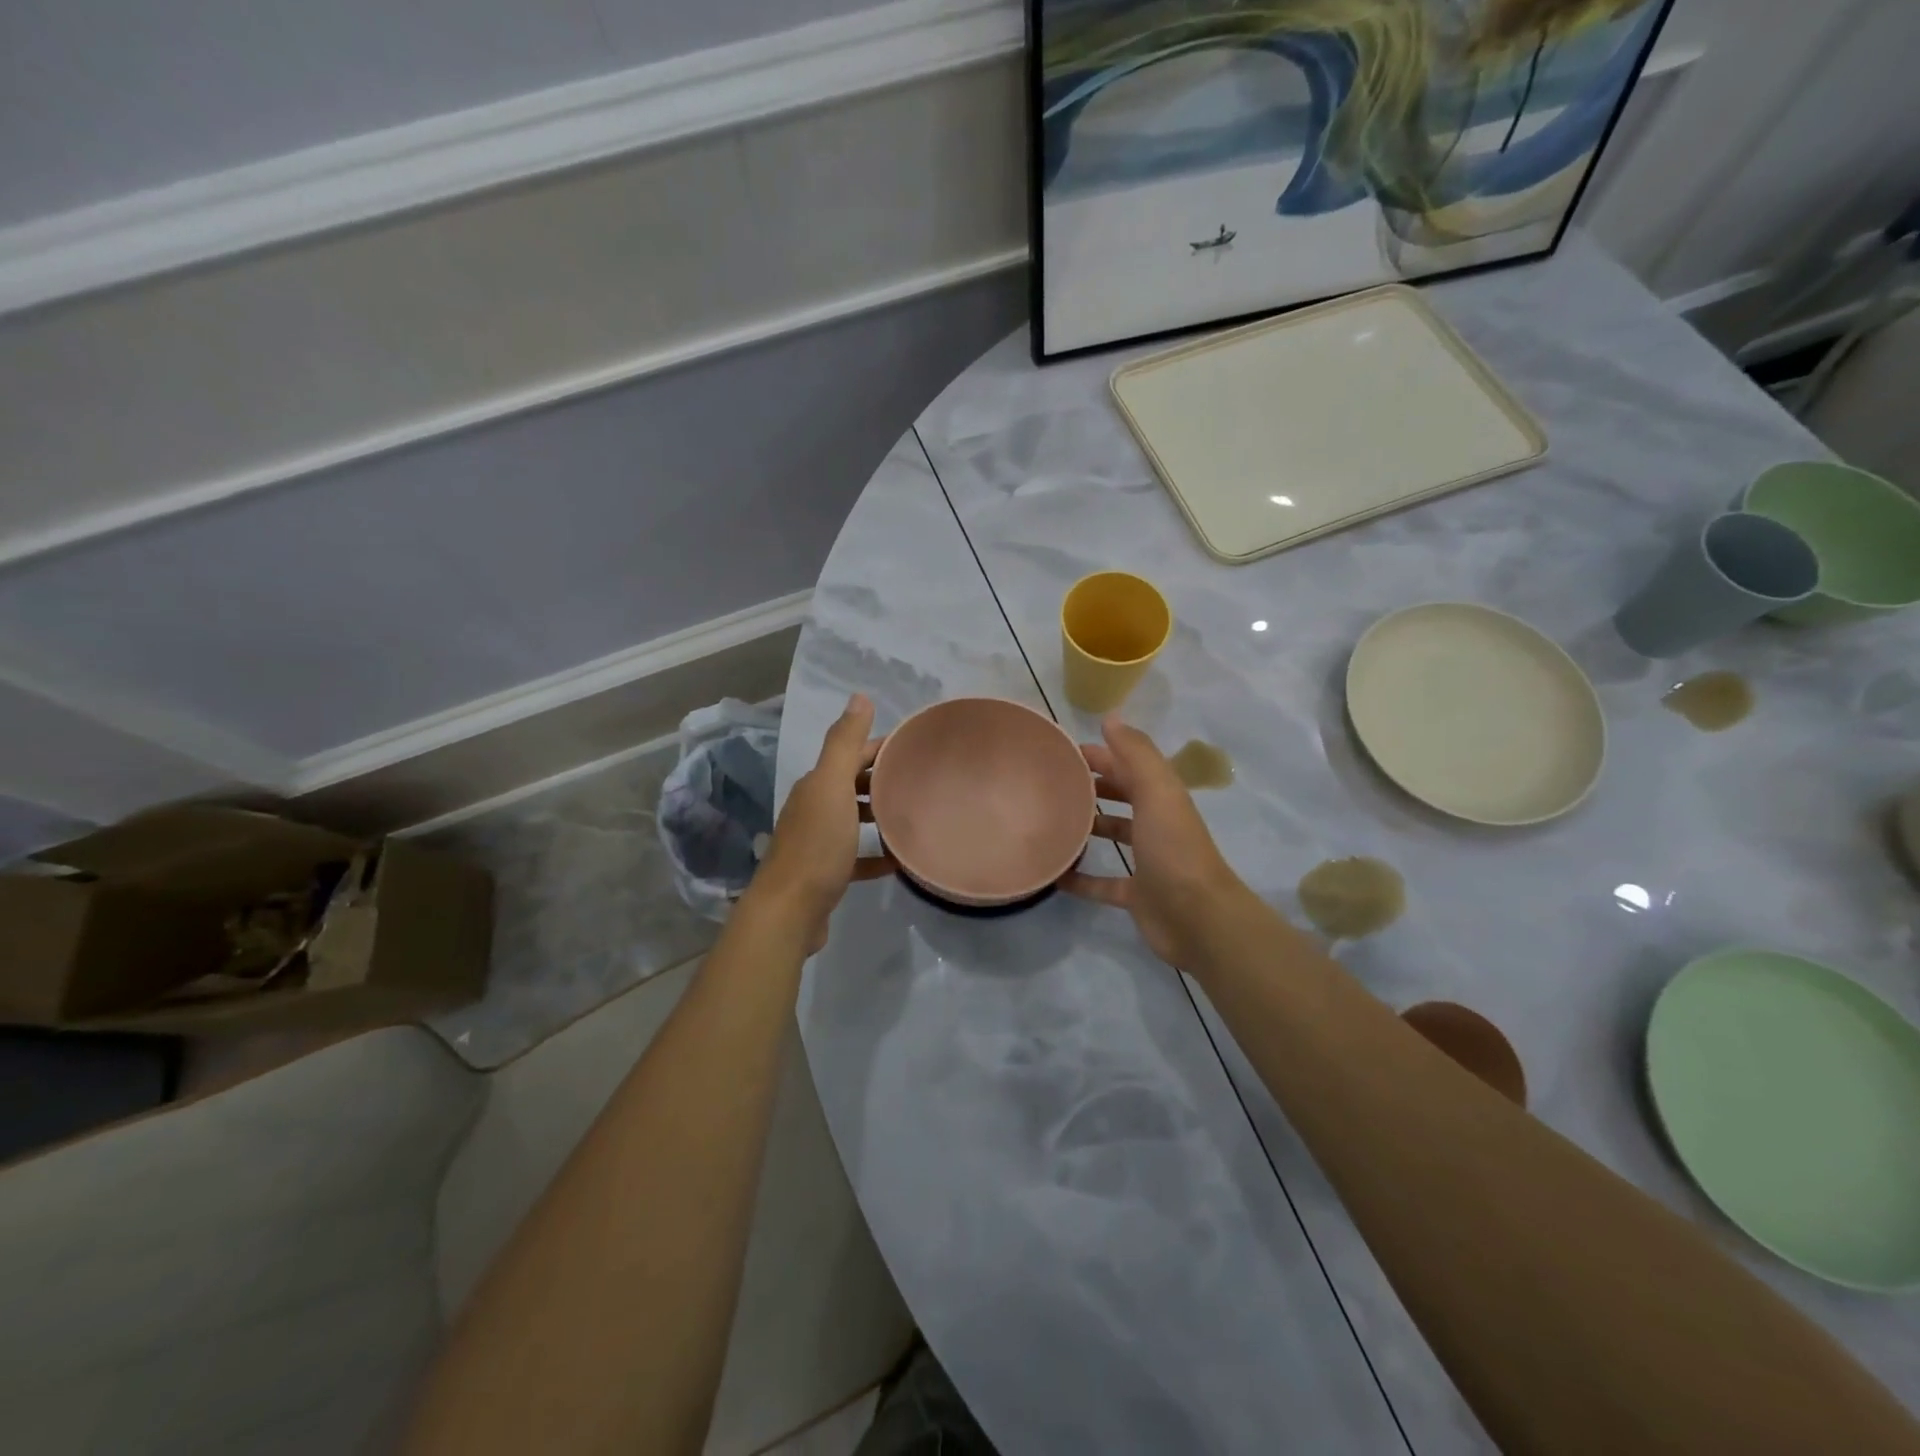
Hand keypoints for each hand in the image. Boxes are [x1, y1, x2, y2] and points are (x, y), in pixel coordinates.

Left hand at [751, 694, 894, 951]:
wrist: (789, 911)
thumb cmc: (816, 845)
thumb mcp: (832, 787)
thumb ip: (844, 743)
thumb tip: (858, 696)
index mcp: (817, 785)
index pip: (852, 754)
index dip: (881, 747)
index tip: (916, 747)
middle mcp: (814, 808)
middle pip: (853, 785)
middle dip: (883, 778)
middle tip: (922, 781)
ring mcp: (819, 842)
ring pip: (854, 819)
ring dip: (879, 814)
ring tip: (915, 814)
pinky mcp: (827, 873)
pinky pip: (858, 857)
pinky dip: (877, 854)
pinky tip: (899, 859)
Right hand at [1063, 716, 1254, 968]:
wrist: (1199, 918)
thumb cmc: (1174, 848)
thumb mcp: (1157, 792)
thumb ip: (1135, 754)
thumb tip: (1111, 718)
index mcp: (1161, 796)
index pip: (1126, 765)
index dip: (1098, 754)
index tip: (1060, 751)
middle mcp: (1155, 823)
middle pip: (1120, 796)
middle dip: (1090, 786)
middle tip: (1049, 783)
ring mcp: (1147, 861)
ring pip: (1113, 836)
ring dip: (1087, 827)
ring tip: (1048, 821)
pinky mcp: (1137, 894)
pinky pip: (1103, 883)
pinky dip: (1081, 878)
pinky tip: (1055, 875)